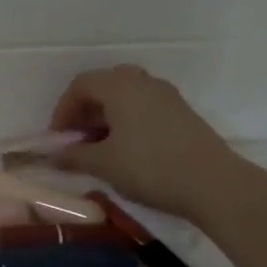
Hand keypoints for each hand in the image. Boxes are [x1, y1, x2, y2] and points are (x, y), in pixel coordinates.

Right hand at [50, 65, 239, 222]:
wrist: (213, 183)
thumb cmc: (149, 167)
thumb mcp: (104, 164)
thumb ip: (73, 156)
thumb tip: (53, 156)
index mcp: (120, 86)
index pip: (81, 84)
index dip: (63, 109)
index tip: (58, 138)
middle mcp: (144, 83)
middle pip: (105, 85)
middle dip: (86, 110)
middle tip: (78, 138)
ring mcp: (168, 97)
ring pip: (127, 96)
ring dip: (108, 116)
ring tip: (101, 147)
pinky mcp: (183, 114)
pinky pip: (146, 108)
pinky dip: (128, 122)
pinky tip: (127, 151)